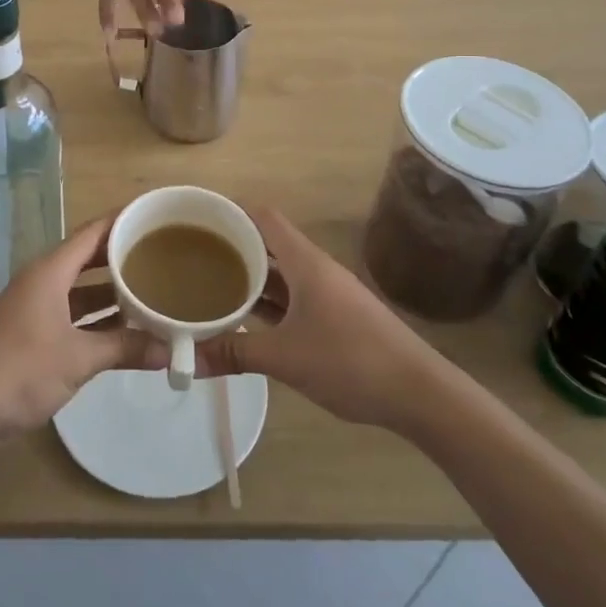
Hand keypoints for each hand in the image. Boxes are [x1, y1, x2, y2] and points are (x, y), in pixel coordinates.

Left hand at [0, 218, 155, 445]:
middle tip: (161, 256)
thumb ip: (124, 348)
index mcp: (50, 272)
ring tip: (150, 292)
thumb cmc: (20, 370)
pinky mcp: (30, 335)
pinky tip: (122, 331)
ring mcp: (34, 308)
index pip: (92, 233)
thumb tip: (169, 350)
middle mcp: (42, 282)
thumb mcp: (78, 358)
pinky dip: (96, 319)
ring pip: (80, 291)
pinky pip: (71, 315)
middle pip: (88, 259)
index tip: (154, 217)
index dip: (122, 222)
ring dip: (111, 294)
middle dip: (122, 258)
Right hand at [198, 208, 443, 432]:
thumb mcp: (285, 358)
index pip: (263, 218)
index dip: (231, 213)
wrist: (419, 393)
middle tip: (195, 257)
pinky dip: (268, 302)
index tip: (198, 222)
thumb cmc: (350, 361)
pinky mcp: (336, 318)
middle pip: (269, 244)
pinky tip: (246, 319)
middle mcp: (316, 270)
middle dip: (233, 247)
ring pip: (281, 274)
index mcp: (305, 262)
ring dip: (250, 277)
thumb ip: (234, 352)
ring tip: (211, 285)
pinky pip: (293, 298)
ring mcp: (328, 294)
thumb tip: (186, 358)